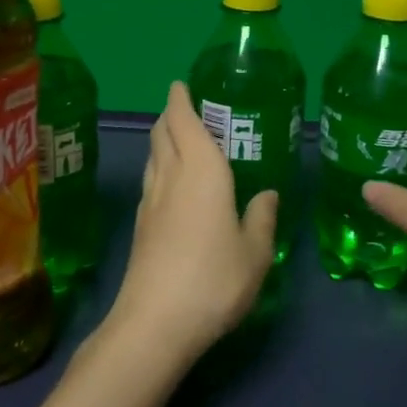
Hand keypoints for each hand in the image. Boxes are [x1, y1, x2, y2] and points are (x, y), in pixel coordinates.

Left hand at [102, 81, 278, 363]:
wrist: (155, 322)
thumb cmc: (213, 279)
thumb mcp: (254, 253)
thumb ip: (261, 218)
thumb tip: (267, 194)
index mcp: (200, 170)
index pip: (182, 119)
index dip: (179, 98)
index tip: (181, 84)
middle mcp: (170, 176)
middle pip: (161, 133)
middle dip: (170, 115)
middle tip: (189, 109)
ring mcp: (149, 201)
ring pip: (153, 156)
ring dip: (163, 140)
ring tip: (182, 141)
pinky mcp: (140, 226)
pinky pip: (151, 181)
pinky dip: (161, 168)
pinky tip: (174, 186)